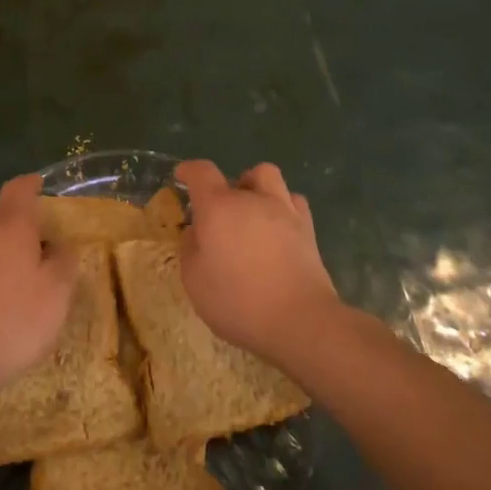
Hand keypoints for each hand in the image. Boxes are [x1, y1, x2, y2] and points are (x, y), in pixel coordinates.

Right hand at [176, 160, 338, 365]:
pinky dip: (283, 207)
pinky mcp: (307, 229)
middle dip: (227, 188)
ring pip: (270, 177)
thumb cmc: (238, 300)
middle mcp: (251, 199)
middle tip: (221, 213)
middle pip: (240, 175)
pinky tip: (278, 227)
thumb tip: (195, 232)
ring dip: (257, 188)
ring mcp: (284, 210)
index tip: (183, 175)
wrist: (299, 319)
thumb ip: (190, 249)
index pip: (201, 172)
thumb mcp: (195, 281)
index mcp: (218, 207)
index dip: (190, 170)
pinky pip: (293, 201)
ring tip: (252, 212)